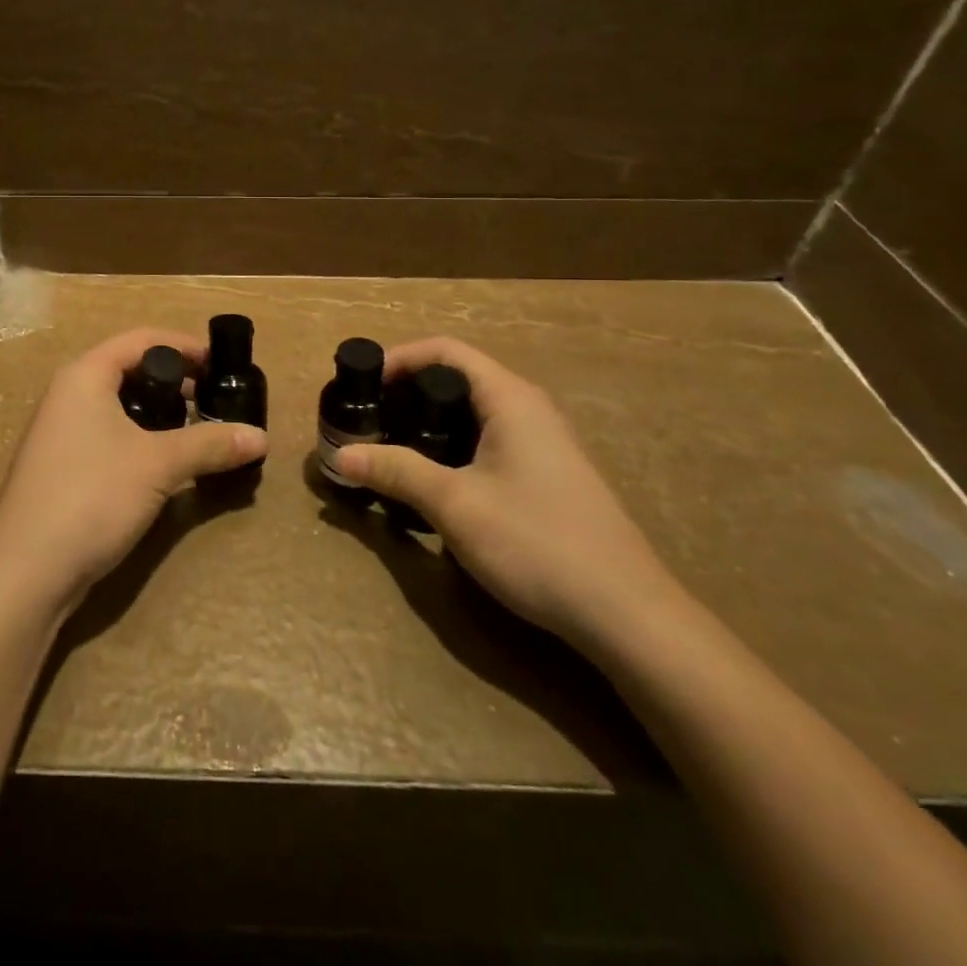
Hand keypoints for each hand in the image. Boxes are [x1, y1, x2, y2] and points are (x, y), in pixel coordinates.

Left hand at [0, 328, 268, 618]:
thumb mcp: (158, 465)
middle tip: (214, 399)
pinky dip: (139, 437)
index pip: (141, 339)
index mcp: (84, 375)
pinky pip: (107, 433)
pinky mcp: (61, 466)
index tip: (221, 363)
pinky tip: (163, 463)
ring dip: (159, 412)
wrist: (25, 572)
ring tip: (195, 431)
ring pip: (118, 405)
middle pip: (128, 369)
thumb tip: (261, 437)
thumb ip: (209, 444)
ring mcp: (60, 432)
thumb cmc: (91, 496)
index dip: (184, 346)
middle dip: (174, 380)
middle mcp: (67, 394)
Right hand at [335, 336, 679, 646]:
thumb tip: (341, 455)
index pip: (445, 351)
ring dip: (428, 423)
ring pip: (473, 414)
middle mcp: (529, 409)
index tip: (362, 384)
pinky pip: (488, 442)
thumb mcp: (454, 504)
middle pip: (458, 379)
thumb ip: (397, 471)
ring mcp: (543, 444)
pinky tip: (434, 482)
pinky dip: (452, 447)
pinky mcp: (547, 476)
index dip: (399, 358)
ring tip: (391, 448)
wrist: (625, 614)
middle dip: (408, 393)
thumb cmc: (535, 542)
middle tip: (369, 419)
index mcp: (510, 399)